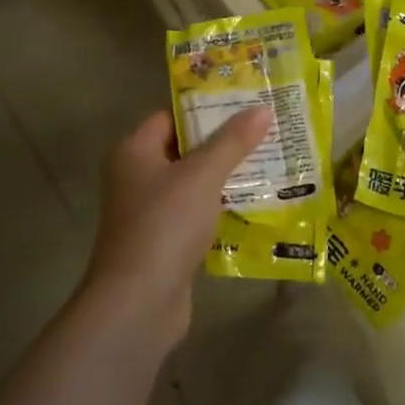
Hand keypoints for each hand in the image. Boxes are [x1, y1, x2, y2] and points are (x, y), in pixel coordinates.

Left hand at [84, 107, 271, 335]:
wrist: (138, 304)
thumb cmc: (165, 225)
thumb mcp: (203, 175)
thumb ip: (233, 141)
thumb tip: (262, 109)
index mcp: (134, 151)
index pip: (172, 115)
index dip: (206, 106)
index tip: (245, 100)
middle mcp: (136, 176)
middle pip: (184, 147)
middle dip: (223, 140)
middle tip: (265, 128)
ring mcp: (148, 211)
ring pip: (193, 182)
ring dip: (225, 174)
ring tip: (269, 160)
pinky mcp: (163, 241)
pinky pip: (196, 212)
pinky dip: (220, 206)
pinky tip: (255, 202)